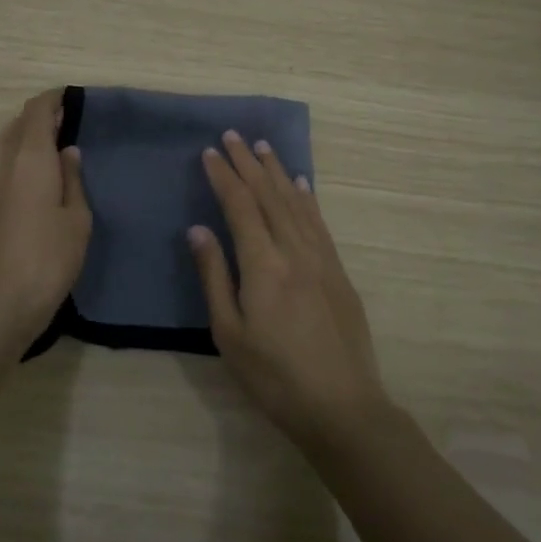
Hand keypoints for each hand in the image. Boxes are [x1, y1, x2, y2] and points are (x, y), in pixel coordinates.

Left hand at [0, 89, 92, 351]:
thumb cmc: (48, 259)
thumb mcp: (76, 219)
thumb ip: (72, 179)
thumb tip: (68, 151)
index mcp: (30, 159)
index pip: (36, 111)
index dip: (54, 99)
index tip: (74, 98)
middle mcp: (3, 163)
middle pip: (19, 123)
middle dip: (42, 116)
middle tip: (70, 122)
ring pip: (7, 144)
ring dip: (29, 137)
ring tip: (57, 147)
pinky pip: (3, 165)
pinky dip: (20, 157)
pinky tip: (40, 177)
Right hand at [189, 130, 389, 449]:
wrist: (341, 406)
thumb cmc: (274, 377)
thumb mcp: (229, 333)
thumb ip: (214, 276)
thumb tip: (198, 229)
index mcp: (263, 265)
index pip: (240, 206)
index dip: (223, 176)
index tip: (209, 152)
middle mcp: (294, 251)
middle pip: (268, 196)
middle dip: (248, 163)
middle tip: (232, 135)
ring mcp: (321, 259)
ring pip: (296, 203)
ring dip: (277, 172)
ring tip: (263, 147)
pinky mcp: (338, 272)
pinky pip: (319, 223)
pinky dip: (306, 198)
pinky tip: (300, 185)